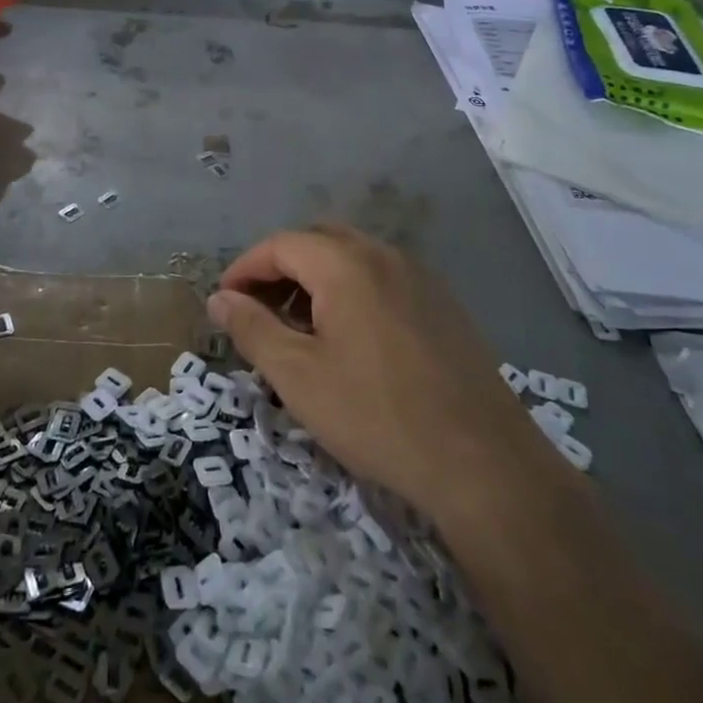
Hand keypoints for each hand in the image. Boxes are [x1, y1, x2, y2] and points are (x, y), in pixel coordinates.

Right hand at [209, 225, 544, 524]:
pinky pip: (384, 279)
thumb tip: (219, 298)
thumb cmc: (376, 415)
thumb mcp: (297, 376)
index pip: (281, 245)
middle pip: (318, 241)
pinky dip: (352, 291)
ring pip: (353, 258)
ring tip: (299, 327)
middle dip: (280, 268)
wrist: (483, 462)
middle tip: (258, 309)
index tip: (225, 302)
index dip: (245, 268)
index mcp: (346, 264)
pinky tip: (350, 339)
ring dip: (316, 279)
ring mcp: (421, 278)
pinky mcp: (444, 305)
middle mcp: (385, 256)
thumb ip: (251, 328)